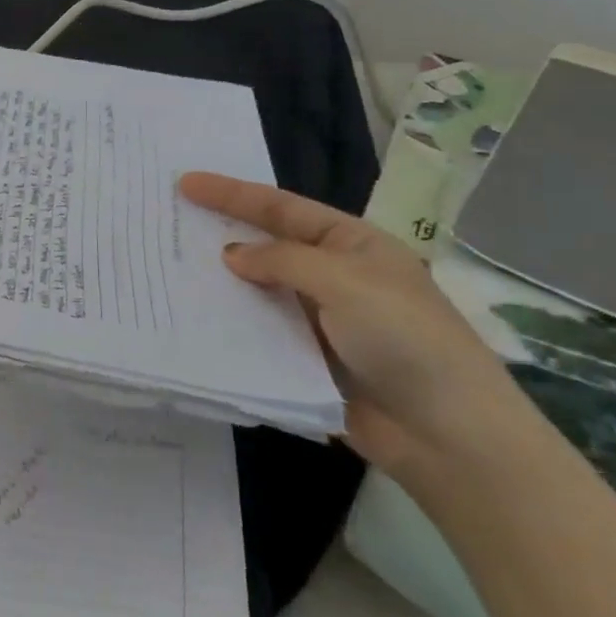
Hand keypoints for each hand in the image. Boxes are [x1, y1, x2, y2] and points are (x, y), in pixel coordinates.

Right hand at [178, 172, 519, 473]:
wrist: (447, 433)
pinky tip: (194, 318)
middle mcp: (331, 275)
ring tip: (169, 268)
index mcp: (350, 244)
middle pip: (265, 245)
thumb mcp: (344, 281)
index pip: (281, 208)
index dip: (232, 194)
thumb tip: (231, 256)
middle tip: (169, 221)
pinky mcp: (304, 359)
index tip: (185, 183)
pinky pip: (258, 332)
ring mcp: (317, 319)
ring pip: (257, 291)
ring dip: (220, 282)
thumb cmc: (404, 338)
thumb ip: (281, 261)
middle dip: (220, 233)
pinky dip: (229, 323)